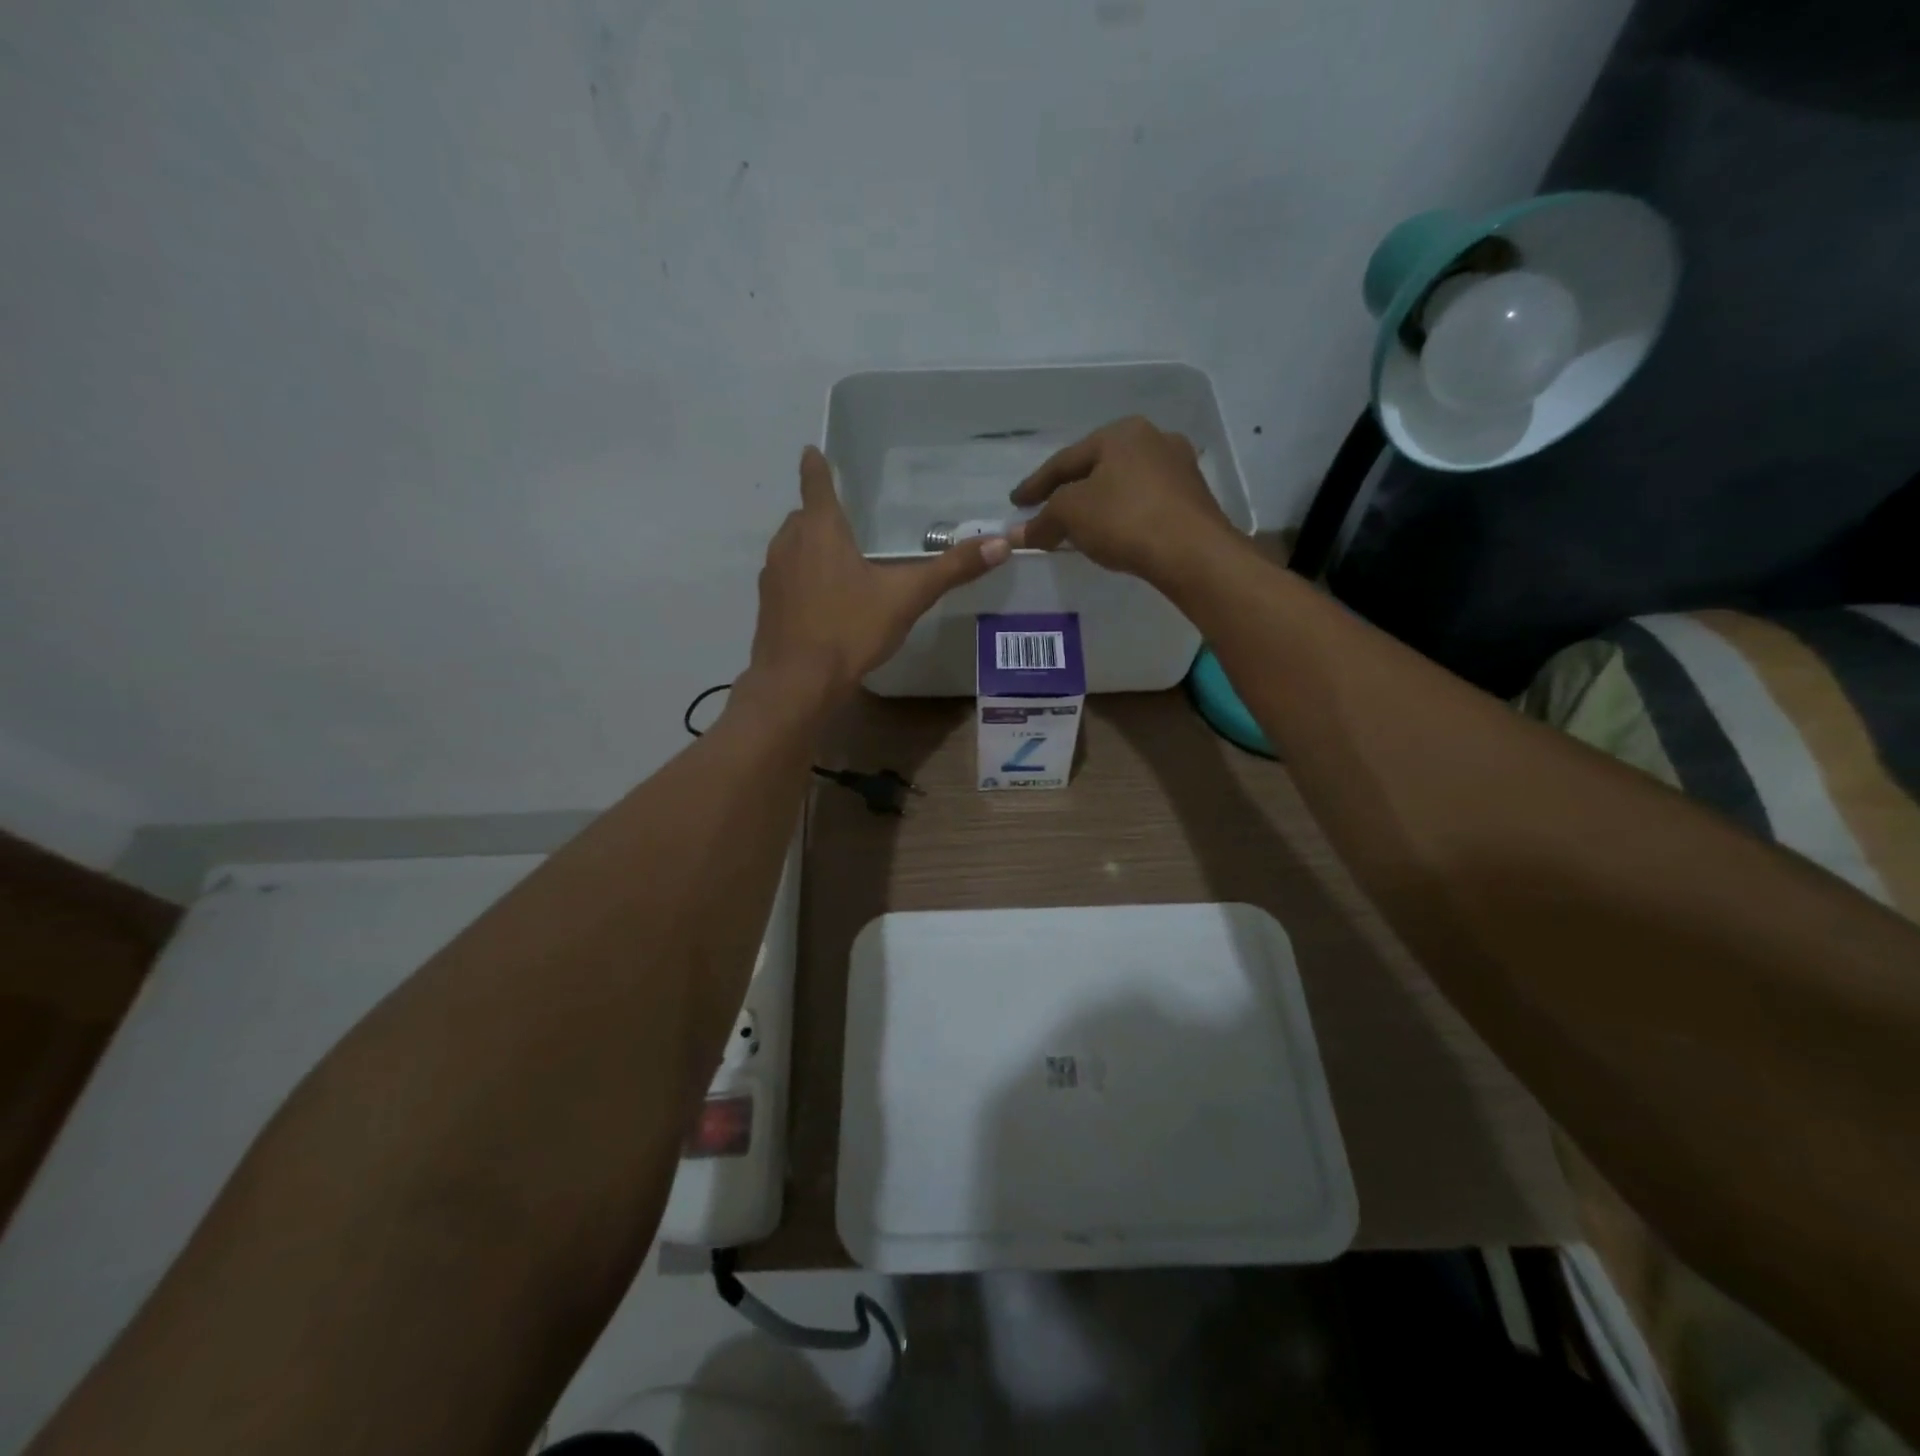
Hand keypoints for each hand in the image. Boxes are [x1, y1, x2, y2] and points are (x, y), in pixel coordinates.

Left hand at [747, 446, 1008, 697]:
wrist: (797, 682)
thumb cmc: (850, 629)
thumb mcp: (907, 598)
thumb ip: (951, 570)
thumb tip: (1001, 544)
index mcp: (821, 531)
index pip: (816, 484)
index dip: (816, 466)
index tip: (812, 452)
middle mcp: (790, 544)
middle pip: (803, 516)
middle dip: (819, 513)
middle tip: (843, 521)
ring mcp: (773, 575)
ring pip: (790, 546)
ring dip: (808, 545)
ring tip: (835, 560)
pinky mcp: (767, 605)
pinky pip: (785, 577)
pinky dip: (800, 577)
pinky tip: (820, 600)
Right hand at [1009, 416, 1236, 582]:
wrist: (1192, 551)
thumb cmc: (1125, 519)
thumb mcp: (1072, 515)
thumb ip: (1043, 520)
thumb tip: (1018, 532)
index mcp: (1121, 432)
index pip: (1066, 459)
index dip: (1036, 484)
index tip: (1016, 502)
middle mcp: (1153, 439)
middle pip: (1097, 468)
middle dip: (1069, 491)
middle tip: (1047, 511)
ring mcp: (1178, 467)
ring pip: (1123, 484)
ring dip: (1097, 503)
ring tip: (1078, 525)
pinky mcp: (1192, 498)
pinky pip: (1144, 502)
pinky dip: (1122, 515)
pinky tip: (1113, 532)